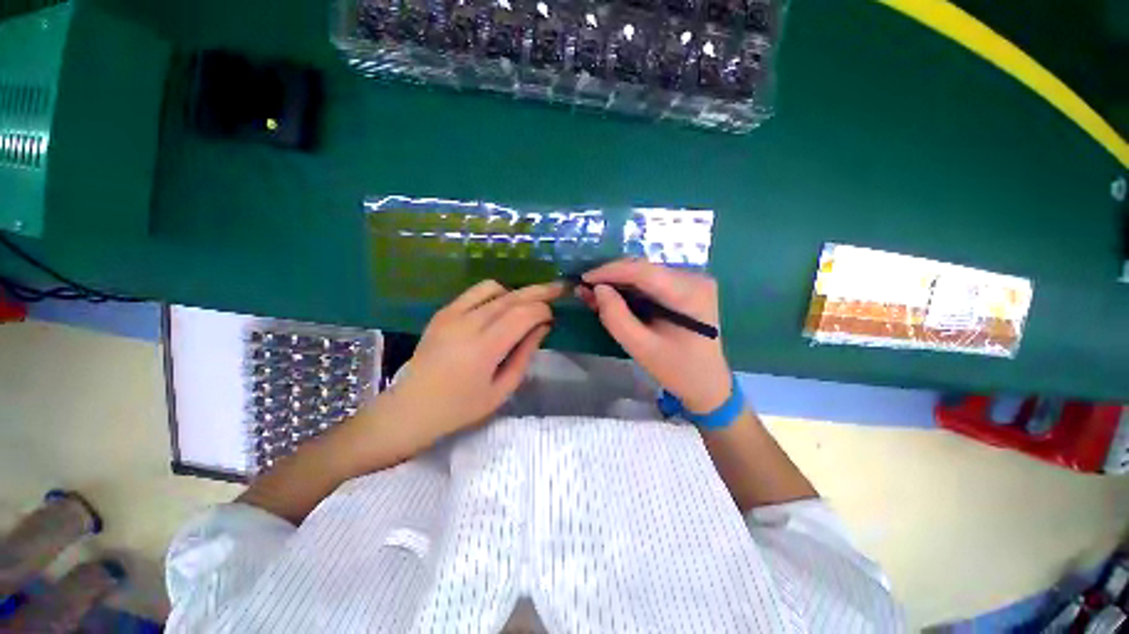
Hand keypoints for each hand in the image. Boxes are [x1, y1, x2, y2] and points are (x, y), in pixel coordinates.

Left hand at [375, 280, 562, 445]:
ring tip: (528, 303)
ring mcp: (452, 314)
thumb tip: (542, 327)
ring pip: (494, 289)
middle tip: (558, 288)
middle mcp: (468, 324)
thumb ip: (525, 355)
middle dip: (539, 292)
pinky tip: (502, 305)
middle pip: (511, 298)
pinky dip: (495, 293)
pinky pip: (475, 292)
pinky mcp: (443, 312)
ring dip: (516, 293)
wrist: (411, 408)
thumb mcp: (502, 390)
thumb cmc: (461, 407)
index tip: (552, 318)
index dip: (543, 310)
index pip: (523, 315)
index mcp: (484, 348)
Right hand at [577, 259, 731, 412]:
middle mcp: (694, 278)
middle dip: (612, 277)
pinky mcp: (687, 287)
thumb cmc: (677, 370)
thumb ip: (616, 317)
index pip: (643, 271)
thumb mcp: (641, 348)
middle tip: (586, 290)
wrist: (708, 383)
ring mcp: (693, 281)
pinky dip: (631, 288)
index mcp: (689, 294)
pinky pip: (652, 280)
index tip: (584, 279)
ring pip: (646, 272)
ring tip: (596, 295)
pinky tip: (616, 297)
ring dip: (619, 282)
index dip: (610, 271)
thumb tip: (598, 289)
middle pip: (644, 268)